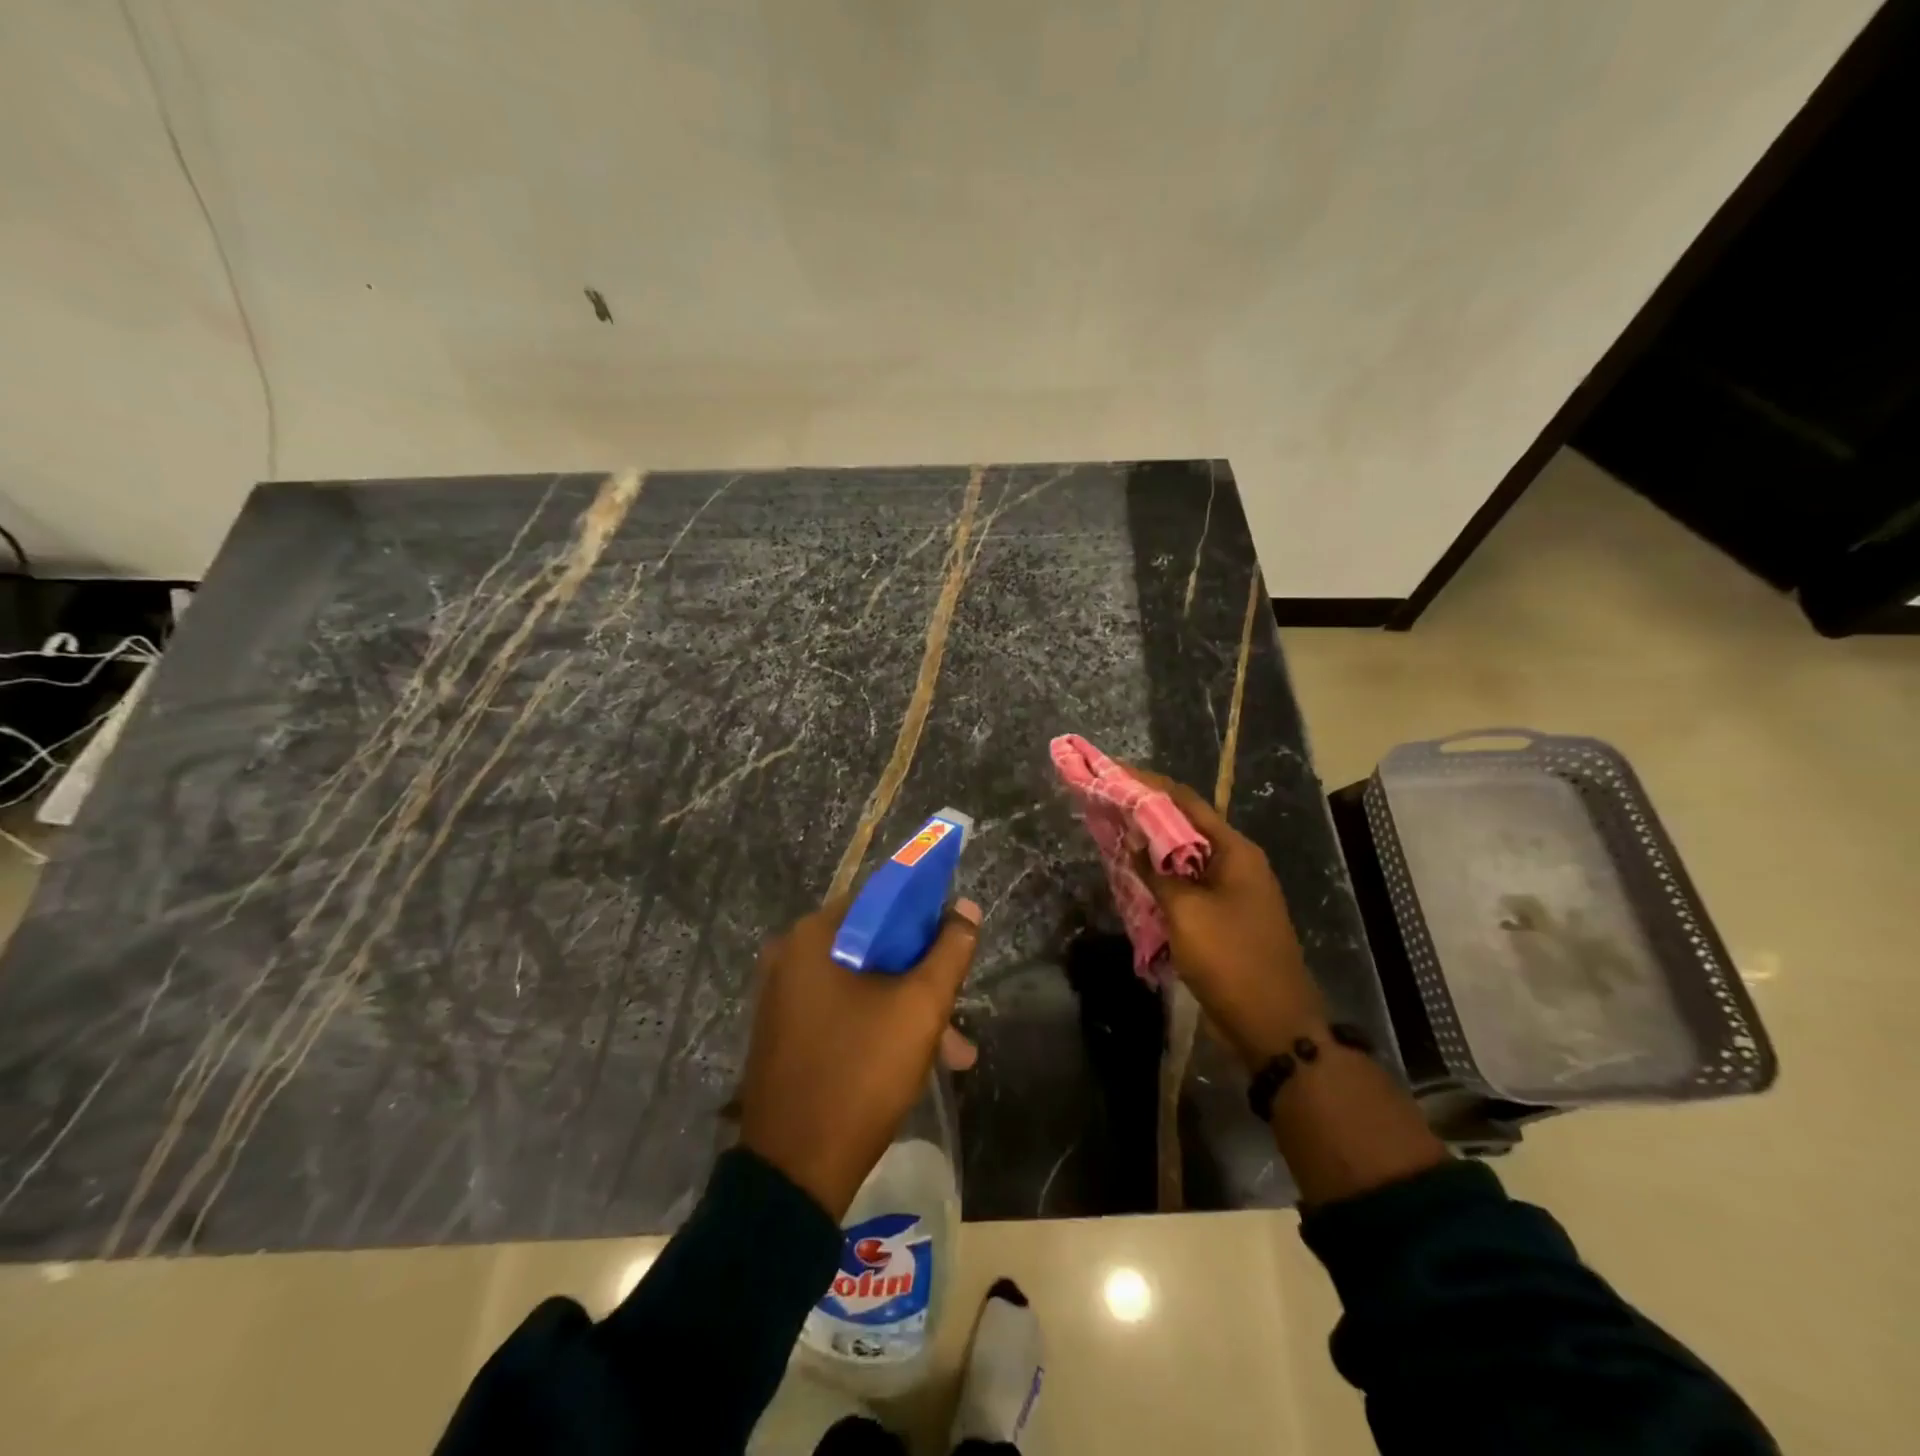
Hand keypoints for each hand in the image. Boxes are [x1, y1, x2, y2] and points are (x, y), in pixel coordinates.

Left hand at [740, 897, 981, 1218]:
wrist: (795, 1171)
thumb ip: (949, 951)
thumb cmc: (860, 1073)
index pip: (881, 900)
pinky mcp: (784, 1033)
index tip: (954, 947)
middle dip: (921, 977)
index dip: (925, 918)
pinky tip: (913, 1061)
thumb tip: (966, 908)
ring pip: (861, 984)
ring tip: (952, 1054)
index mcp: (814, 936)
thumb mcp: (920, 1008)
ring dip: (907, 1009)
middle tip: (955, 1011)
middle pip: (872, 945)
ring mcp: (782, 997)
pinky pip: (841, 1010)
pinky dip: (877, 1025)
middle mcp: (790, 956)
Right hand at [1128, 767, 1328, 1067]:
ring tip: (1113, 832)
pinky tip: (1134, 876)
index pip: (1187, 802)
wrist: (1273, 1025)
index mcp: (1235, 851)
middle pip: (1186, 825)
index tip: (1114, 771)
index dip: (1149, 784)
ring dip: (1152, 845)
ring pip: (1185, 855)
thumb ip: (1158, 871)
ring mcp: (1233, 891)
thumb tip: (1136, 837)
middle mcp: (1237, 863)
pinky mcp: (1225, 916)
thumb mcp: (1187, 912)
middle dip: (1146, 812)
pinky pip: (1188, 883)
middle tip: (1107, 801)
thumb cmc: (1231, 960)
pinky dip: (1161, 876)